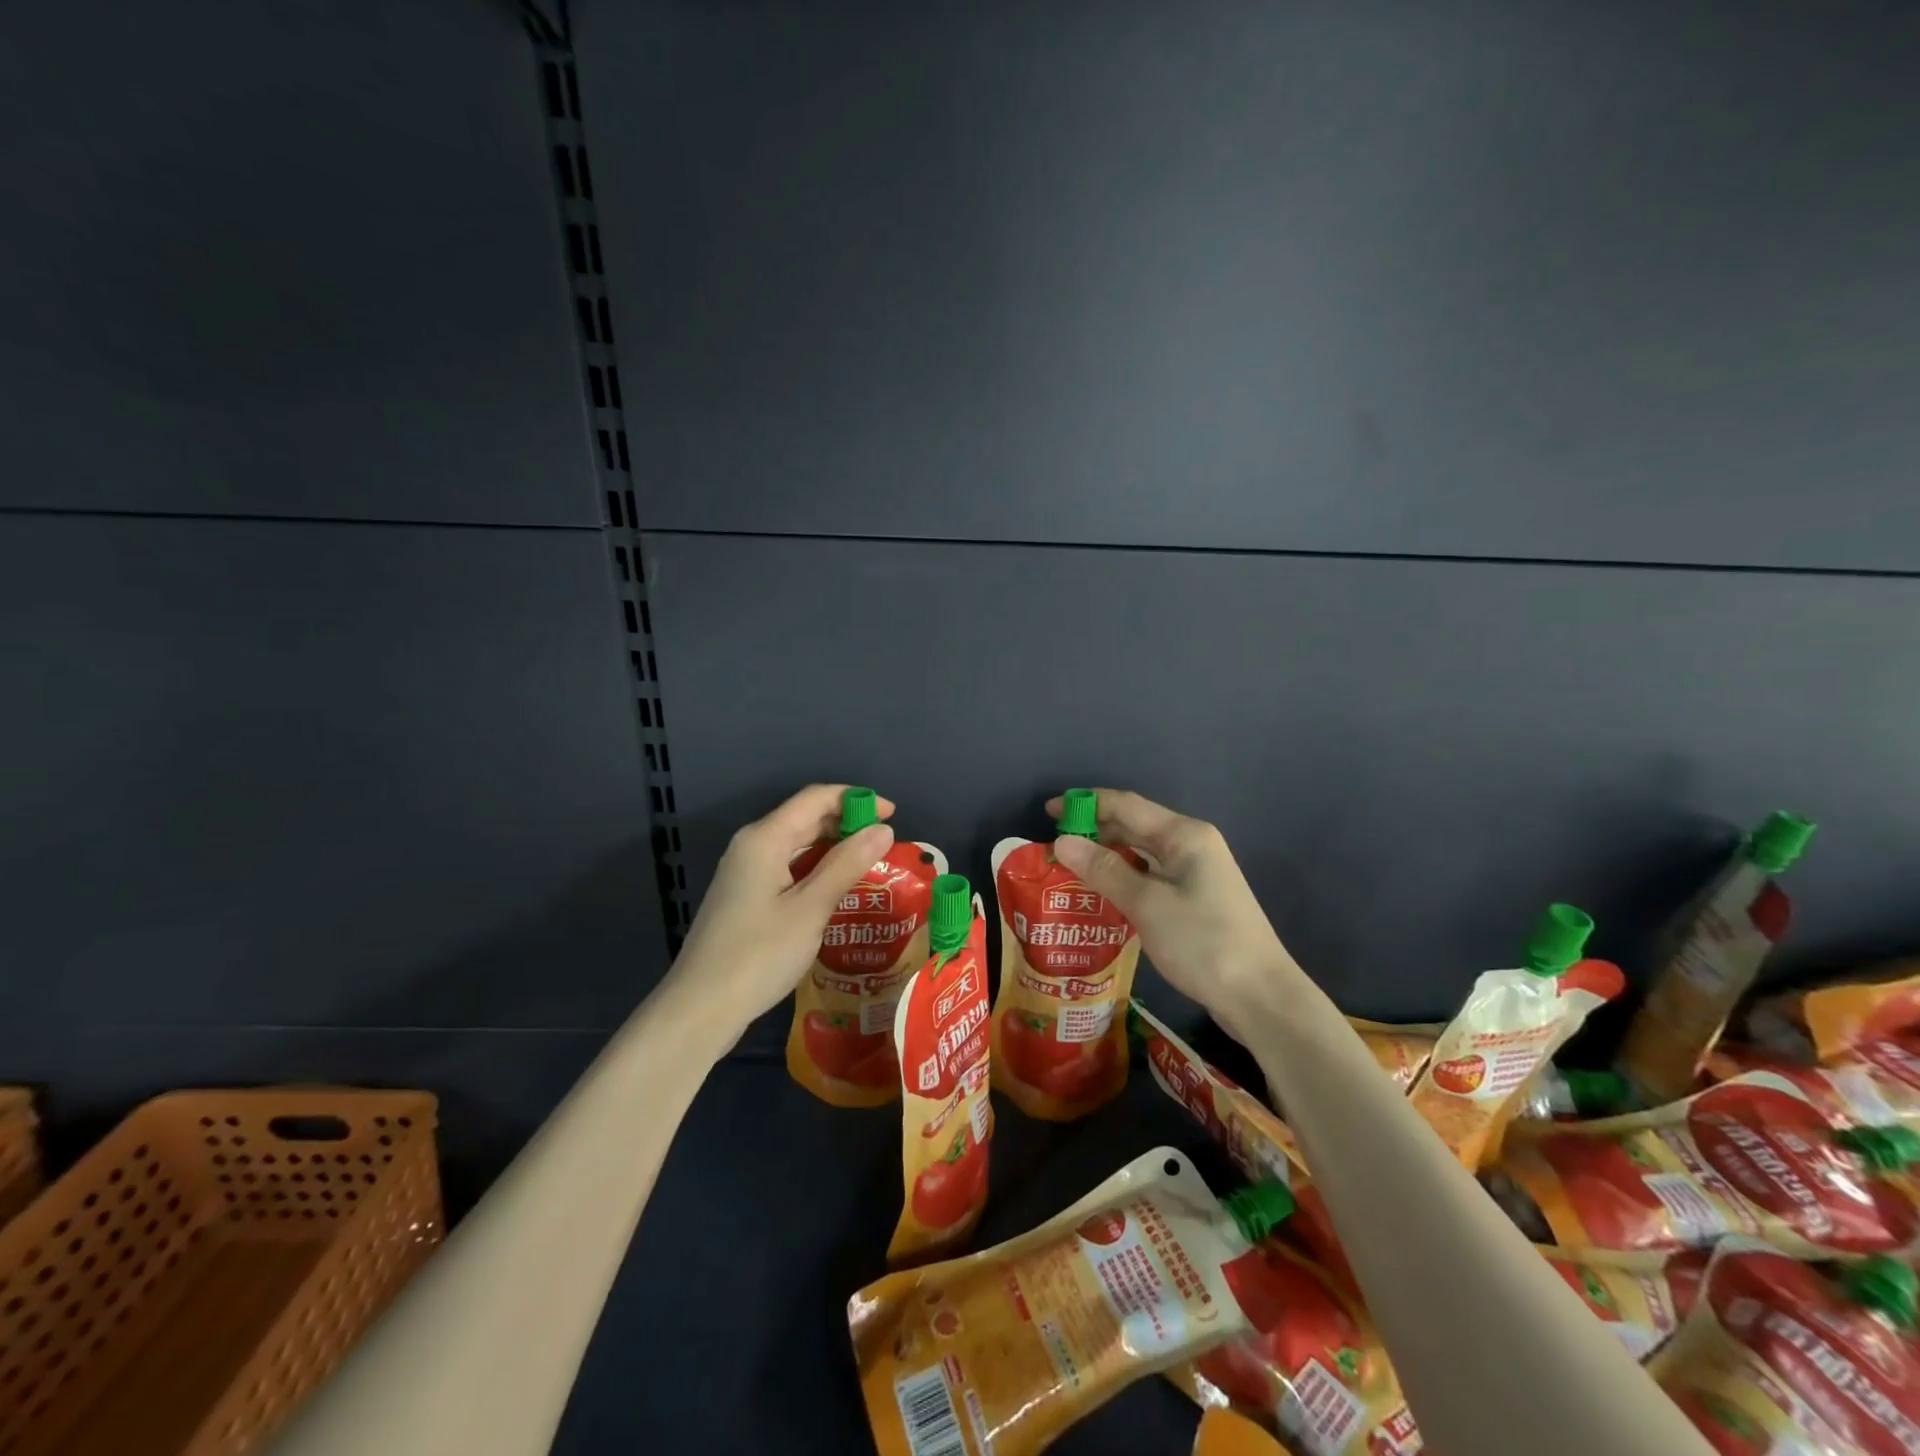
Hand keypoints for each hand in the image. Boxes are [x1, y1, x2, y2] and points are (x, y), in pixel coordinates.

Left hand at [663, 784, 896, 1049]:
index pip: (816, 798)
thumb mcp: (811, 908)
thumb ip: (847, 864)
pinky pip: (788, 867)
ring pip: (797, 844)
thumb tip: (883, 830)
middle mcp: (752, 845)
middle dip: (847, 823)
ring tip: (871, 865)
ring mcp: (745, 871)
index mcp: (765, 838)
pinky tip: (838, 890)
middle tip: (886, 845)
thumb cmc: (759, 954)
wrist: (700, 1008)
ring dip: (834, 848)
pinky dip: (817, 869)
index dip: (856, 799)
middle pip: (806, 818)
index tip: (893, 815)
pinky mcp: (746, 896)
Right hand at [1047, 789, 1294, 1043]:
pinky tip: (1103, 892)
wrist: (1261, 997)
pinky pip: (1151, 874)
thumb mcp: (1146, 904)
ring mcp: (1197, 872)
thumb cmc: (1202, 942)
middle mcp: (1191, 844)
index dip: (1085, 803)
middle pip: (1134, 824)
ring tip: (1070, 867)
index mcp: (1183, 835)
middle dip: (1094, 829)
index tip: (1048, 811)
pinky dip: (1124, 876)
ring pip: (1142, 851)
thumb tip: (1061, 841)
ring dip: (1107, 854)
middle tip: (1054, 845)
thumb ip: (1103, 870)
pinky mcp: (1196, 898)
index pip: (1126, 805)